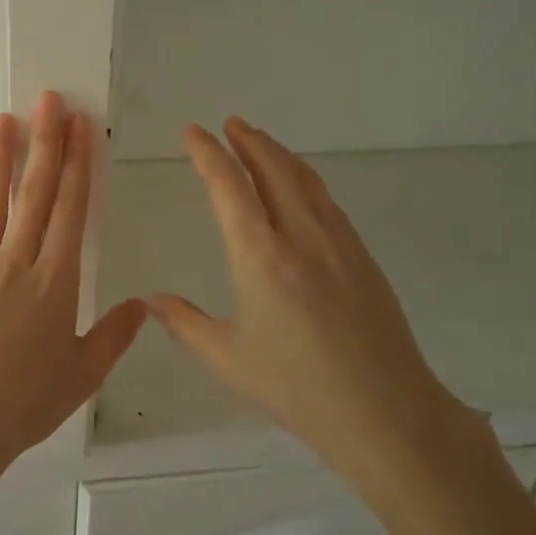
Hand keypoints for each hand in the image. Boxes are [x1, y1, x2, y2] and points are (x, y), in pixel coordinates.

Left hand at [0, 93, 146, 534]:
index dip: (78, 165)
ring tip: (5, 117)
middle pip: (35, 195)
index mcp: (56, 282)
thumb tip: (144, 303)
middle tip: (49, 100)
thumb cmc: (26, 403)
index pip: (70, 211)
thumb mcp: (83, 374)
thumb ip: (115, 335)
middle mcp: (16, 263)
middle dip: (45, 145)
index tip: (81, 127)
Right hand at [148, 118, 484, 491]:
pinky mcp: (362, 257)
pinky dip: (305, 180)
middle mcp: (300, 235)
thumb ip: (184, 323)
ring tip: (260, 142)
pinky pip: (327, 202)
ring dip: (279, 155)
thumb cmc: (296, 387)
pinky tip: (300, 189)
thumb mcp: (227, 358)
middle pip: (273, 169)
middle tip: (230, 123)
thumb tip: (150, 300)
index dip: (209, 154)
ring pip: (305, 181)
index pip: (229, 187)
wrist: (385, 411)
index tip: (193, 132)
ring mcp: (338, 242)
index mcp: (260, 256)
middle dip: (249, 141)